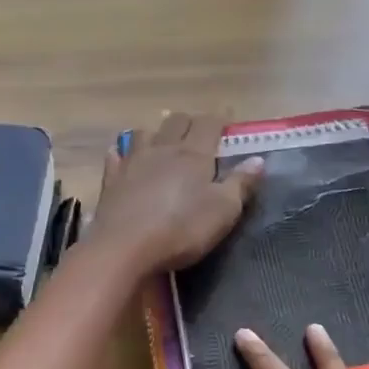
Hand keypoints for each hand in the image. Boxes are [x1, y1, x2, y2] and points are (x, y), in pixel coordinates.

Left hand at [90, 111, 261, 273]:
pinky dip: (122, 152)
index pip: (208, 123)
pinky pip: (116, 156)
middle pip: (176, 121)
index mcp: (194, 154)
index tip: (228, 122)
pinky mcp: (111, 180)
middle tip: (199, 134)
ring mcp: (132, 162)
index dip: (220, 120)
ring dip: (155, 133)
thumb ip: (241, 183)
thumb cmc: (182, 229)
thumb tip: (258, 159)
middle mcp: (163, 149)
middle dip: (189, 122)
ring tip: (162, 144)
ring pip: (144, 132)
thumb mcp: (223, 211)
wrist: (125, 248)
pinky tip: (124, 157)